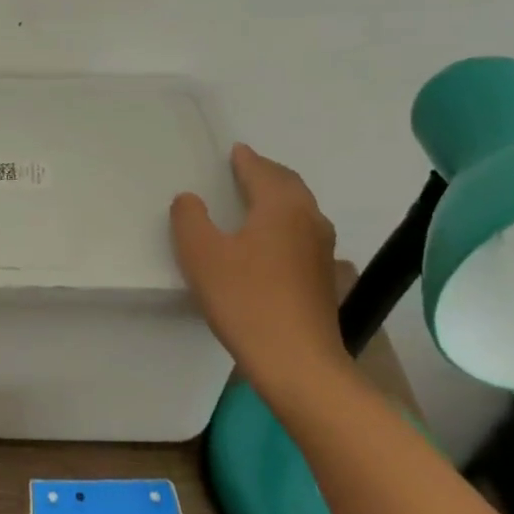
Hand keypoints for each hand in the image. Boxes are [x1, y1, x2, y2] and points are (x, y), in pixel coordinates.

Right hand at [170, 143, 343, 399]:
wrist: (297, 362)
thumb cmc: (246, 300)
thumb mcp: (201, 255)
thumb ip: (190, 219)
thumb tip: (190, 199)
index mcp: (281, 207)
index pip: (262, 171)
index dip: (246, 159)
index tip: (234, 151)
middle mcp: (309, 219)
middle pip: (289, 185)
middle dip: (267, 173)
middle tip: (244, 169)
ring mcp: (322, 250)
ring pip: (300, 209)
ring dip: (278, 198)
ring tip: (255, 201)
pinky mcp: (324, 277)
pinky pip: (303, 233)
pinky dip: (285, 223)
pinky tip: (270, 241)